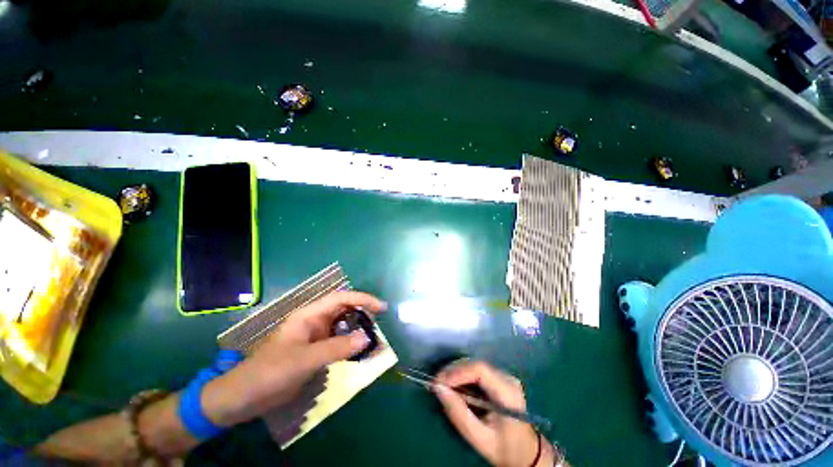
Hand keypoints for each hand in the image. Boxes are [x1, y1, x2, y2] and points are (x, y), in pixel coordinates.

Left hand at [202, 291, 386, 425]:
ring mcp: (315, 336)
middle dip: (363, 315)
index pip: (341, 298)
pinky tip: (358, 353)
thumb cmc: (269, 373)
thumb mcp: (304, 360)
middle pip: (344, 310)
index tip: (381, 308)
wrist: (243, 398)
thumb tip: (367, 338)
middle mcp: (314, 321)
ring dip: (358, 331)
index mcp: (309, 315)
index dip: (363, 299)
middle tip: (378, 327)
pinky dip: (350, 345)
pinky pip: (338, 342)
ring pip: (342, 326)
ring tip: (373, 341)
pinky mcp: (315, 351)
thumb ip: (336, 348)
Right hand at [434, 361, 553, 466]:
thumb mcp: (479, 437)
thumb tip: (437, 388)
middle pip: (476, 364)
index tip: (439, 382)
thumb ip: (458, 413)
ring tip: (442, 384)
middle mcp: (507, 378)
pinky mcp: (499, 378)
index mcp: (507, 392)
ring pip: (474, 365)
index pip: (480, 369)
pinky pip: (477, 371)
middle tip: (436, 383)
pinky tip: (454, 385)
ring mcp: (504, 376)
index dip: (457, 371)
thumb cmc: (504, 448)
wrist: (526, 453)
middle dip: (453, 371)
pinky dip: (463, 376)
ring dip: (456, 372)